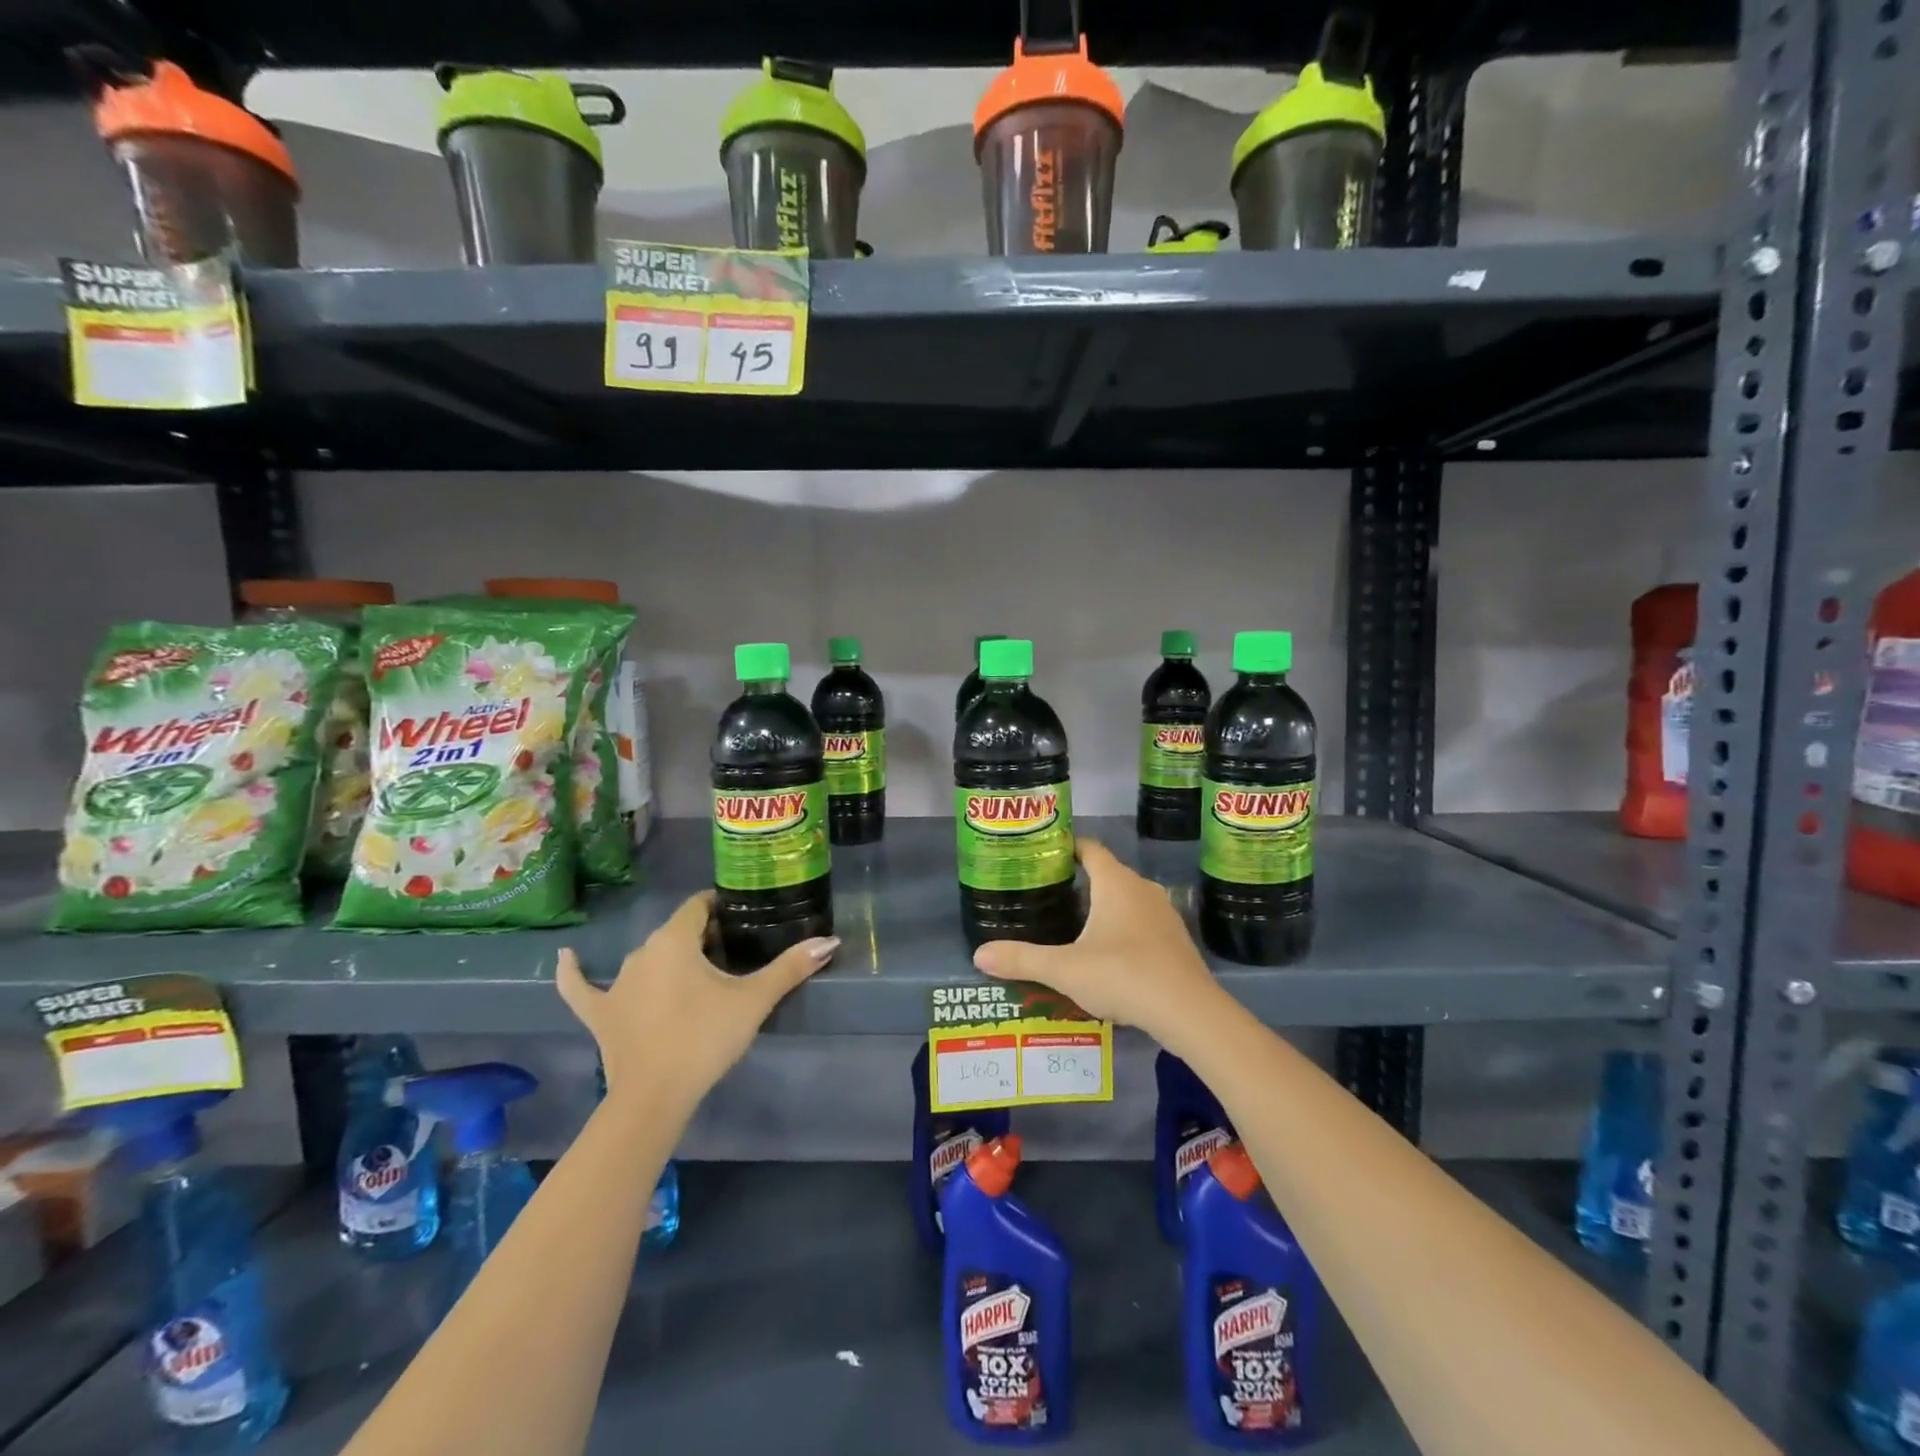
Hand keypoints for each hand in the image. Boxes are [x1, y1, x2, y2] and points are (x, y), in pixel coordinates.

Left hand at [556, 892, 837, 1114]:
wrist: (654, 1098)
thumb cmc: (705, 1039)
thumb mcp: (754, 1000)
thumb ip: (791, 968)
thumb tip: (830, 940)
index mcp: (675, 940)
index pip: (699, 907)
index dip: (721, 909)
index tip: (741, 920)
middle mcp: (642, 951)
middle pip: (676, 932)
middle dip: (701, 937)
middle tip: (730, 954)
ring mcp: (616, 983)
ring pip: (647, 957)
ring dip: (668, 959)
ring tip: (695, 973)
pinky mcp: (598, 1012)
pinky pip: (582, 987)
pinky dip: (575, 972)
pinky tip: (567, 956)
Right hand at [972, 839, 1223, 1042]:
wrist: (1189, 1012)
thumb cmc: (1124, 975)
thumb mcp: (1065, 969)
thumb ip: (1022, 959)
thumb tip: (978, 954)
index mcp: (1116, 882)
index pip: (1089, 848)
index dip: (1066, 847)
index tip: (1041, 856)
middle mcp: (1142, 888)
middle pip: (1106, 874)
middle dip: (1078, 883)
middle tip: (1046, 896)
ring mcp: (1164, 914)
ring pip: (1125, 900)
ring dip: (1101, 908)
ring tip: (1070, 926)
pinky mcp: (1175, 940)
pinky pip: (1141, 923)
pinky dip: (1121, 929)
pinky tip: (1105, 955)